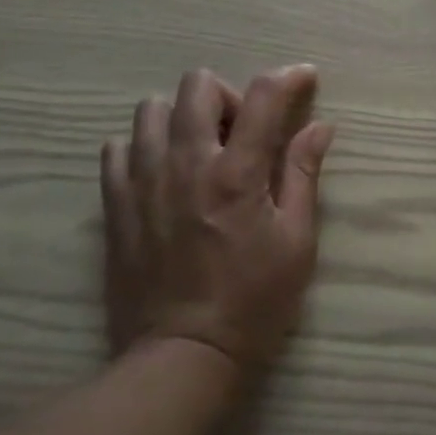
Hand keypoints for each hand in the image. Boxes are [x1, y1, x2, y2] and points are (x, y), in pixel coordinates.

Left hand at [101, 66, 335, 371]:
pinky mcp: (115, 205)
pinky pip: (117, 148)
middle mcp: (185, 164)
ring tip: (200, 150)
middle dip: (228, 95)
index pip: (262, 97)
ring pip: (151, 109)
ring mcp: (143, 182)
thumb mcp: (296, 242)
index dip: (288, 77)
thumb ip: (303, 174)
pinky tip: (162, 172)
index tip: (304, 77)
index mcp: (236, 174)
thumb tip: (320, 126)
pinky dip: (143, 146)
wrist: (182, 357)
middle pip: (197, 86)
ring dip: (182, 117)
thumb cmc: (253, 303)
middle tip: (242, 132)